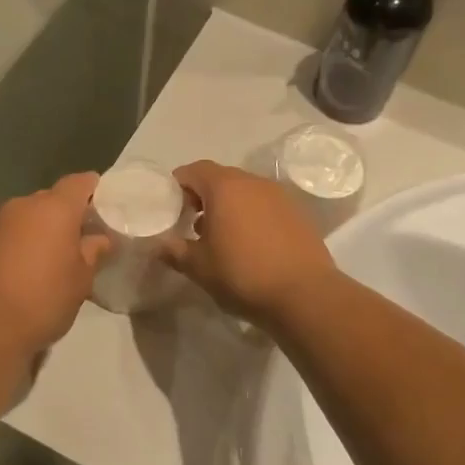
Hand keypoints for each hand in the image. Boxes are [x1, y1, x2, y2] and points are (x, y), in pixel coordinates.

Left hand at [0, 173, 112, 354]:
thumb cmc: (44, 299)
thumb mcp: (81, 280)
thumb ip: (92, 252)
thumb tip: (99, 239)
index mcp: (54, 208)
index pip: (79, 182)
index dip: (94, 189)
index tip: (104, 205)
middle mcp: (23, 205)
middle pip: (51, 198)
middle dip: (65, 214)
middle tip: (80, 238)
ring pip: (26, 216)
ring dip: (39, 229)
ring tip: (51, 257)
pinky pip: (7, 233)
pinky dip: (19, 243)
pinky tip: (24, 269)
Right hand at [164, 161, 337, 324]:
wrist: (304, 295)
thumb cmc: (243, 275)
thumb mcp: (199, 267)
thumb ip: (175, 251)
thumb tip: (160, 245)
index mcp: (225, 188)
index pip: (195, 170)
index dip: (178, 184)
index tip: (169, 205)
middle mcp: (254, 183)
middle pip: (220, 178)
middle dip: (202, 196)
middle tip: (189, 221)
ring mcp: (279, 197)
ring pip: (245, 192)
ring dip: (227, 206)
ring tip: (218, 236)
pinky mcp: (298, 214)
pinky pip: (264, 206)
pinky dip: (250, 216)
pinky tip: (247, 244)